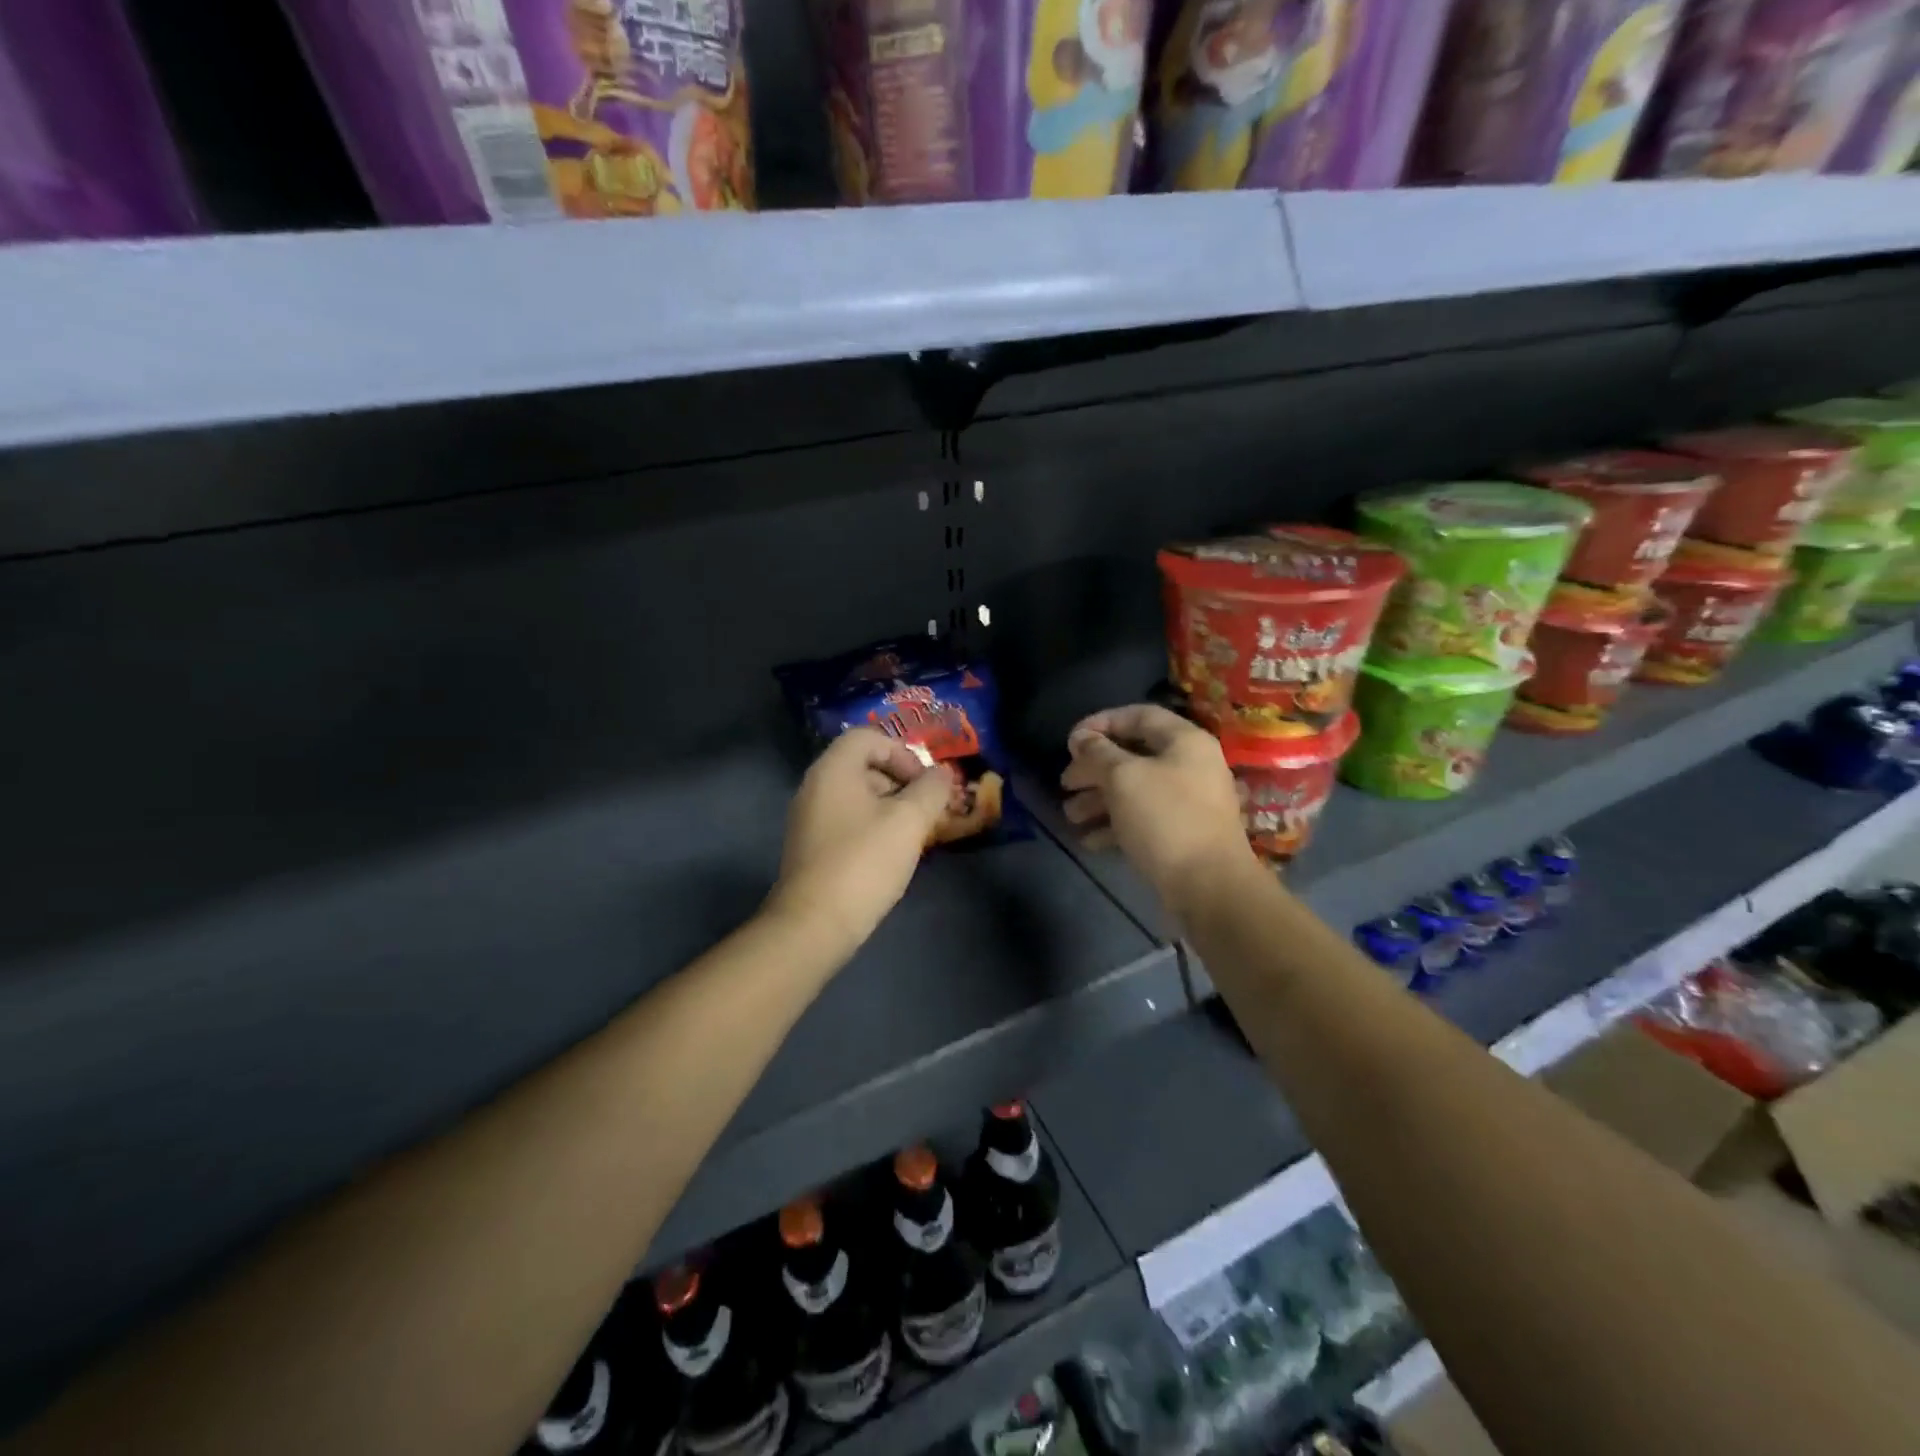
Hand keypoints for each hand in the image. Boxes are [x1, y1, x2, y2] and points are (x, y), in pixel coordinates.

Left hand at [767, 728, 953, 951]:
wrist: (814, 924)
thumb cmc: (864, 862)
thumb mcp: (909, 821)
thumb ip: (931, 790)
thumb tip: (942, 774)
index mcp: (833, 769)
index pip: (868, 737)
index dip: (902, 752)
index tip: (924, 783)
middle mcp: (815, 786)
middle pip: (863, 764)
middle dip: (901, 781)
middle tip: (926, 808)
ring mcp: (809, 818)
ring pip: (857, 795)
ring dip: (891, 806)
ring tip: (915, 833)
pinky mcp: (811, 846)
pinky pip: (847, 820)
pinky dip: (873, 826)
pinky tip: (892, 853)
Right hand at [1060, 704, 1252, 911]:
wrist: (1209, 886)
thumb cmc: (1165, 818)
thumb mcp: (1123, 778)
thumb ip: (1098, 753)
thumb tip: (1082, 738)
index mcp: (1184, 741)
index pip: (1138, 715)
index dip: (1101, 722)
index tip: (1070, 741)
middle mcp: (1189, 765)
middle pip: (1133, 756)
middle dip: (1094, 768)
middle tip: (1065, 783)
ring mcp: (1188, 802)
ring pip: (1134, 790)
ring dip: (1098, 800)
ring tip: (1070, 815)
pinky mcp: (1182, 834)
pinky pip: (1142, 819)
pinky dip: (1114, 825)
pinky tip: (1089, 840)